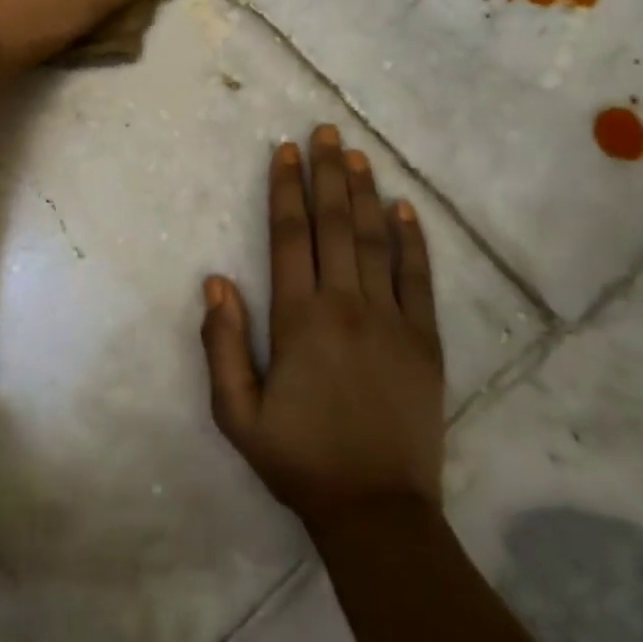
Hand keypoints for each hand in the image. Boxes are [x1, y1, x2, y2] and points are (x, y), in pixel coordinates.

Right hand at [201, 126, 445, 522]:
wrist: (377, 510)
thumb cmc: (298, 460)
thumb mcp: (236, 413)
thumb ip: (222, 343)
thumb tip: (217, 280)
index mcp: (299, 319)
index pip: (290, 237)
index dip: (285, 189)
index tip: (285, 151)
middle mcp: (346, 306)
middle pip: (334, 225)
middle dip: (326, 173)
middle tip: (325, 130)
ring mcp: (392, 319)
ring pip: (375, 241)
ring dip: (364, 193)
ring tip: (355, 154)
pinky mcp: (425, 340)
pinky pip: (419, 278)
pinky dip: (412, 240)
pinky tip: (404, 209)